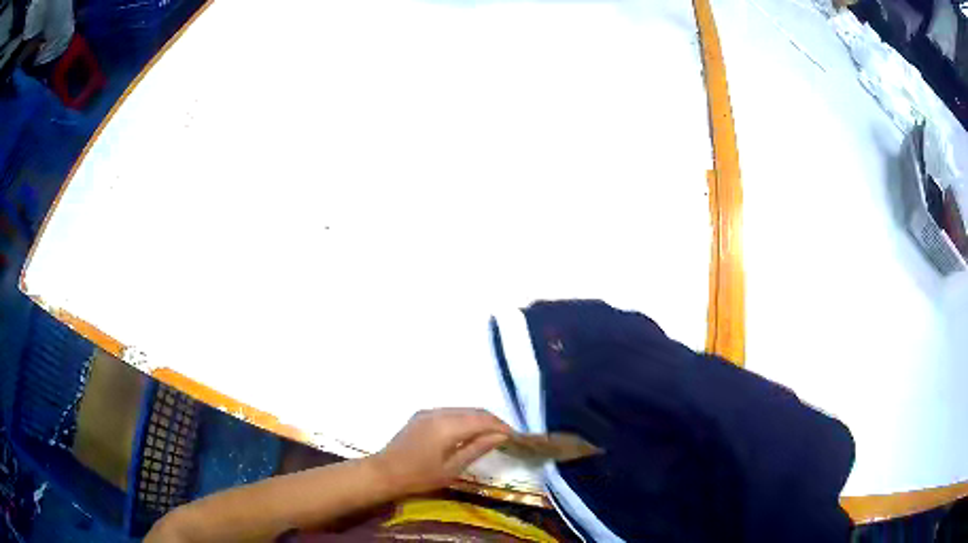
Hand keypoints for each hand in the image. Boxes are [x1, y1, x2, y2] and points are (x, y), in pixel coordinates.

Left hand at [372, 408, 511, 494]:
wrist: (384, 472)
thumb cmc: (419, 477)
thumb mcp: (452, 468)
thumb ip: (477, 449)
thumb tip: (500, 436)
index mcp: (447, 426)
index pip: (483, 420)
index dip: (501, 427)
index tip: (515, 437)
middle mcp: (439, 412)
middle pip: (474, 411)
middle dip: (493, 421)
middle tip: (506, 437)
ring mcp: (429, 412)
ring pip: (463, 410)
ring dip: (479, 420)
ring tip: (491, 436)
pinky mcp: (422, 415)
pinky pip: (450, 412)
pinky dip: (465, 419)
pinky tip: (469, 433)